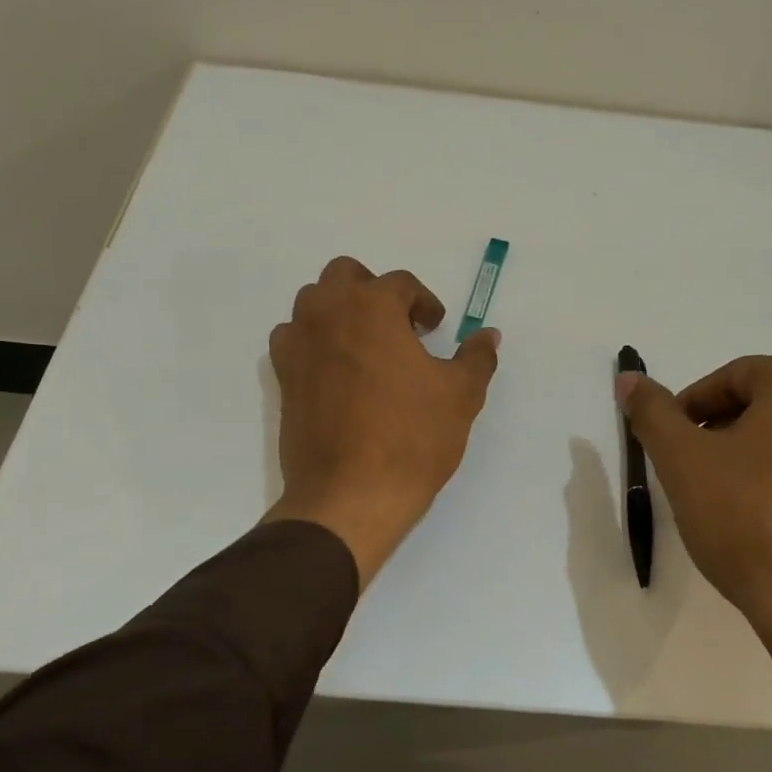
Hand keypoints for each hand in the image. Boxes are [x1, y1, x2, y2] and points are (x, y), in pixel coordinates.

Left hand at [265, 257, 500, 587]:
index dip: (424, 303)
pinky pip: (293, 340)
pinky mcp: (283, 378)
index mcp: (372, 307)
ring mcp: (298, 345)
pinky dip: (313, 342)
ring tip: (367, 347)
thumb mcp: (461, 395)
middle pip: (345, 276)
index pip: (400, 283)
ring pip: (313, 303)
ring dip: (340, 312)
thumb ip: (477, 357)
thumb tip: (489, 335)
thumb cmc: (412, 438)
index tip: (436, 329)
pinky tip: (336, 372)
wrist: (350, 495)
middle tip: (399, 327)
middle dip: (374, 292)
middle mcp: (328, 314)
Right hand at [617, 356, 771, 754]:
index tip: (669, 444)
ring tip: (726, 502)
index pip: (733, 377)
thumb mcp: (682, 461)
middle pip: (766, 405)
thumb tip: (629, 378)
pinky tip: (766, 527)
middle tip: (691, 471)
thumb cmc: (748, 521)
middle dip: (721, 432)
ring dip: (754, 459)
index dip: (690, 407)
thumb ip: (652, 412)